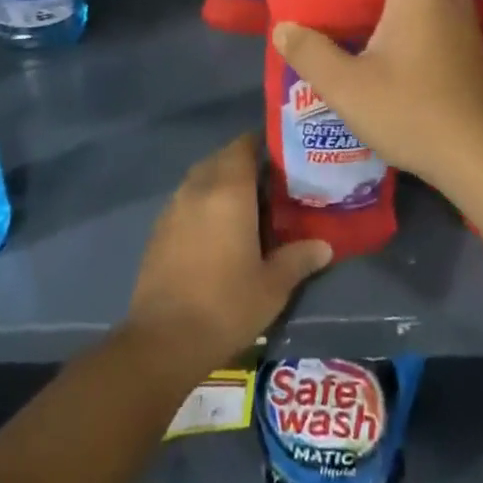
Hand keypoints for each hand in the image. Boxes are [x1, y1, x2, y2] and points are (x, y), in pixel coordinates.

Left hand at [124, 133, 330, 371]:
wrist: (164, 338)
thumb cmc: (226, 305)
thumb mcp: (273, 286)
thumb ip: (298, 259)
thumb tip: (324, 245)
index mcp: (229, 191)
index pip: (243, 147)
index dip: (259, 143)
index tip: (278, 153)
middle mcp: (198, 188)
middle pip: (220, 158)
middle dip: (241, 161)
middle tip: (267, 181)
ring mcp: (174, 206)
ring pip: (200, 177)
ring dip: (219, 180)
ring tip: (242, 203)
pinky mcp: (158, 228)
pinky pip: (184, 199)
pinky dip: (201, 201)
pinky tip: (214, 229)